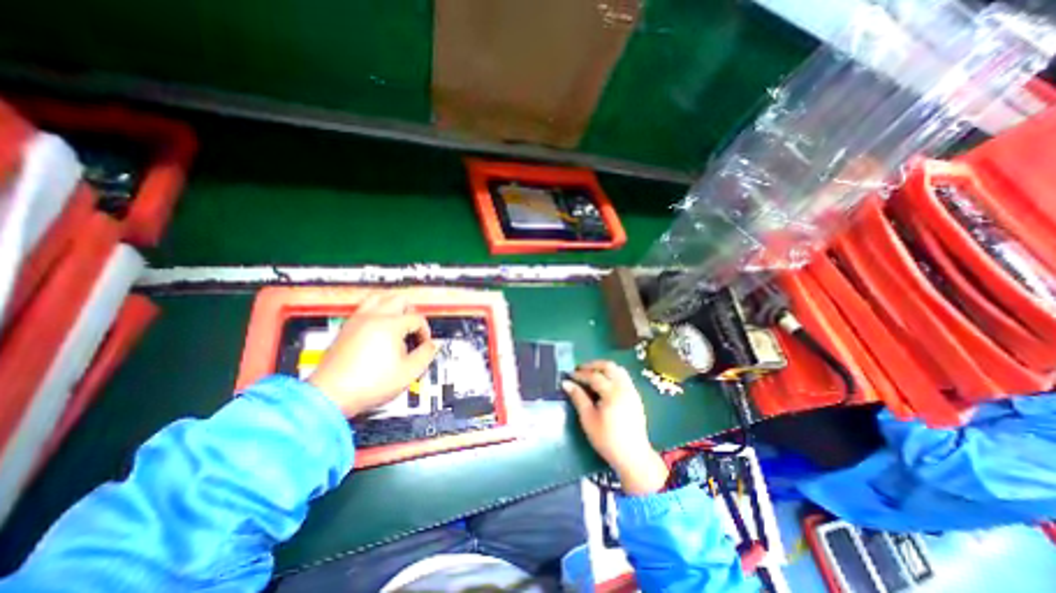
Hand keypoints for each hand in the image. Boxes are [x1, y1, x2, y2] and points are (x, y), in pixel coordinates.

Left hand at [307, 293, 438, 417]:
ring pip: (379, 297)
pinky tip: (380, 327)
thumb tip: (431, 346)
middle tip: (414, 328)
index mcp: (390, 325)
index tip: (424, 344)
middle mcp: (373, 317)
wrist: (331, 395)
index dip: (425, 331)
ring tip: (399, 320)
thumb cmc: (366, 384)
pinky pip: (364, 308)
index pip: (416, 318)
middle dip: (412, 312)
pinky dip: (377, 311)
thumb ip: (426, 355)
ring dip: (393, 305)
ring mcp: (357, 321)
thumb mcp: (408, 372)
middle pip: (399, 299)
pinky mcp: (346, 328)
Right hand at [561, 361, 666, 495]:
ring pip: (618, 370)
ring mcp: (632, 391)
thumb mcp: (588, 419)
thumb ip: (578, 398)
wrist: (633, 457)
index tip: (569, 375)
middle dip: (593, 365)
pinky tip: (604, 384)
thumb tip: (566, 383)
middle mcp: (624, 387)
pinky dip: (612, 375)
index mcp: (612, 392)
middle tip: (580, 369)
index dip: (580, 374)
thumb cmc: (607, 439)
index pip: (594, 376)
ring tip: (591, 374)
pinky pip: (624, 377)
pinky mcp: (636, 396)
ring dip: (604, 368)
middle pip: (609, 366)